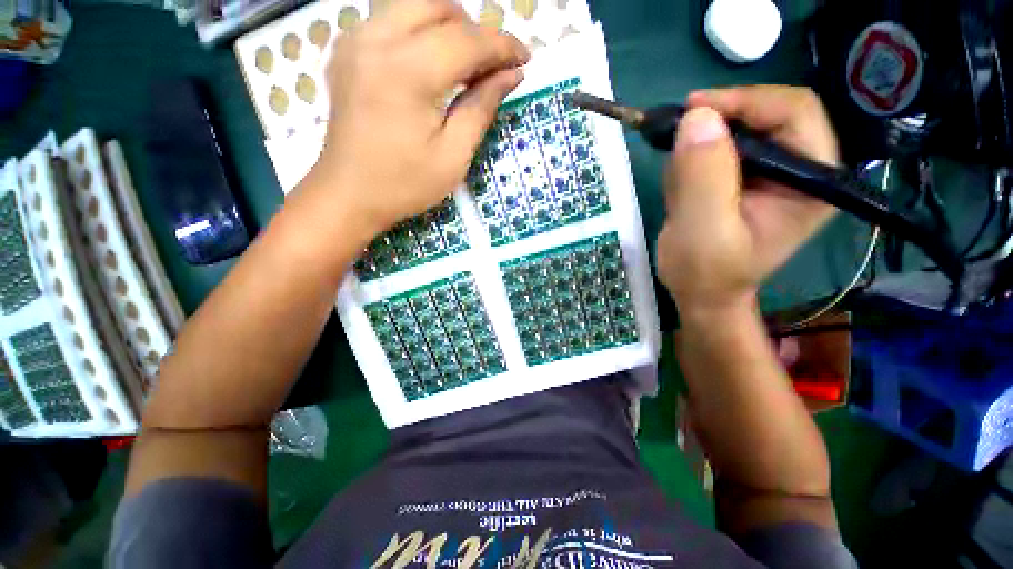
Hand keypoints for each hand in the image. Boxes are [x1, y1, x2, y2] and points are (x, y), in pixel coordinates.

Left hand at [305, 0, 529, 234]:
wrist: (349, 195)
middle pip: (438, 7)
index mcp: (407, 73)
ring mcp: (355, 41)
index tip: (524, 59)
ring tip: (463, 66)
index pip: (467, 41)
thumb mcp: (453, 156)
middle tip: (489, 68)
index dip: (502, 46)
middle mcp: (376, 41)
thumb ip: (482, 108)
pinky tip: (428, 66)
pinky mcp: (347, 51)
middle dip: (474, 31)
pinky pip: (390, 21)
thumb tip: (511, 75)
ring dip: (447, 27)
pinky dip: (419, 33)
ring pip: (412, 6)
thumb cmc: (405, 185)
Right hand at [656, 86, 839, 317]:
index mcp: (812, 180)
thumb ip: (703, 177)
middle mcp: (798, 168)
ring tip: (679, 184)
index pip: (795, 112)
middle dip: (717, 123)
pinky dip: (690, 160)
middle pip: (764, 115)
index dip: (746, 101)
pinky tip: (680, 190)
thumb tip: (696, 117)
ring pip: (734, 130)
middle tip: (677, 134)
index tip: (693, 109)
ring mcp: (768, 172)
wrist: (698, 292)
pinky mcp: (741, 178)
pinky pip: (714, 149)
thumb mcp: (702, 231)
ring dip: (698, 147)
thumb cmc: (705, 272)